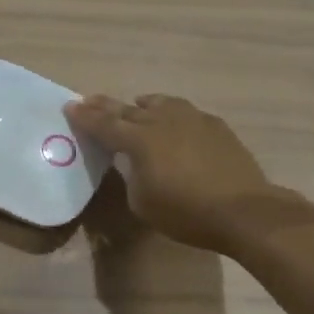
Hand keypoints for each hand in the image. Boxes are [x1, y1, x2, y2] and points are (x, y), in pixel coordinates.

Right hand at [66, 94, 297, 254]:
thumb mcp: (143, 203)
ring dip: (142, 104)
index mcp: (139, 140)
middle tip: (89, 100)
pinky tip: (174, 121)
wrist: (243, 211)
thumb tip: (134, 163)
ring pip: (160, 102)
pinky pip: (185, 112)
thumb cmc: (187, 213)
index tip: (70, 107)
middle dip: (105, 106)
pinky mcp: (214, 125)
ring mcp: (191, 119)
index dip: (85, 117)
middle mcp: (162, 121)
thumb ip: (132, 176)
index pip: (104, 124)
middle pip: (127, 109)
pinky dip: (171, 113)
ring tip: (136, 104)